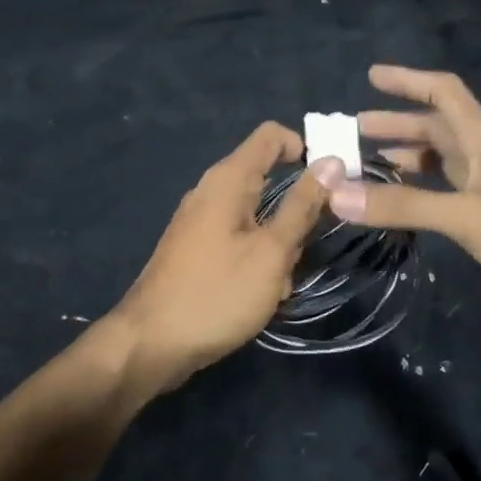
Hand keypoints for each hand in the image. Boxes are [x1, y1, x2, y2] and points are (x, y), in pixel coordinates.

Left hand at [106, 122, 328, 397]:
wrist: (150, 345)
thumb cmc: (216, 294)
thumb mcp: (271, 251)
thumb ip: (302, 206)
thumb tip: (331, 162)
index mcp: (227, 180)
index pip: (271, 136)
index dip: (304, 148)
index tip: (330, 183)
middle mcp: (211, 193)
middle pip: (267, 179)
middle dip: (296, 210)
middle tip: (307, 247)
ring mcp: (201, 223)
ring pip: (257, 217)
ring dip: (279, 244)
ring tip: (281, 282)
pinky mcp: (197, 251)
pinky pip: (239, 240)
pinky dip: (258, 260)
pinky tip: (263, 294)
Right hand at [312, 65, 480, 338]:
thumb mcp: (464, 215)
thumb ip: (402, 205)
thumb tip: (337, 195)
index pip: (444, 92)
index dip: (408, 80)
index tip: (371, 77)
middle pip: (436, 128)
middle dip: (396, 125)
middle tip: (354, 131)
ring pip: (439, 161)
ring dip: (405, 158)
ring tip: (366, 164)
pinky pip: (443, 193)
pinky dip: (417, 191)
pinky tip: (397, 202)